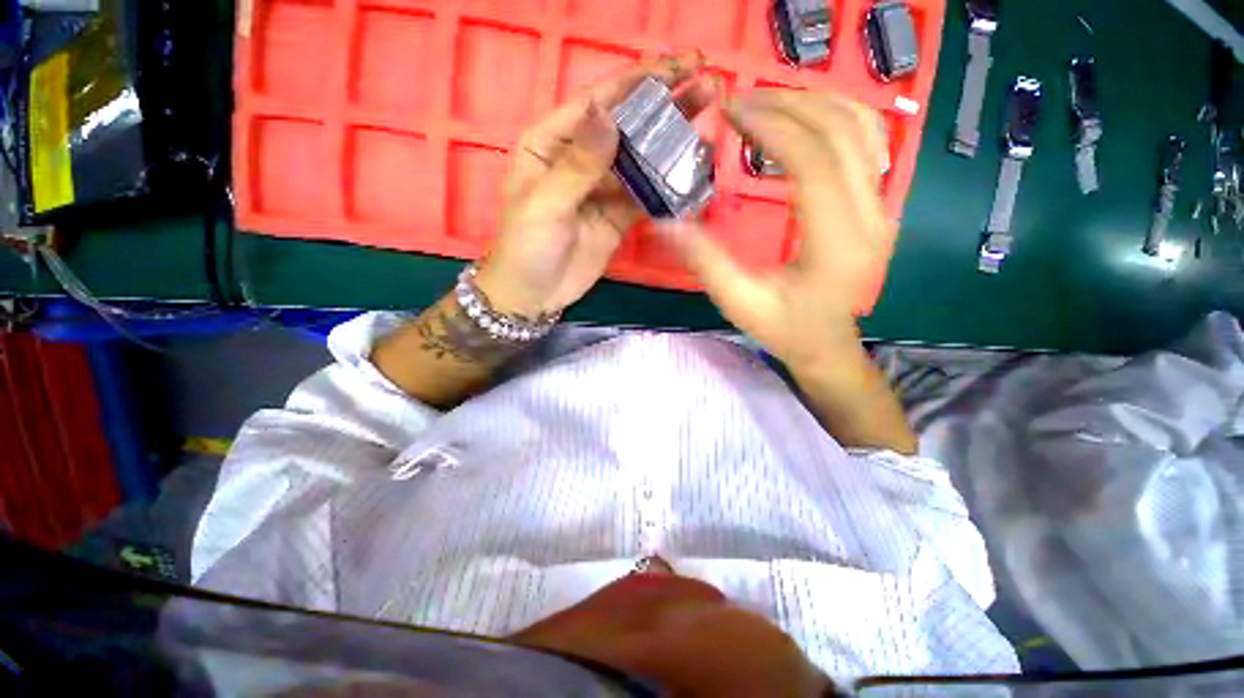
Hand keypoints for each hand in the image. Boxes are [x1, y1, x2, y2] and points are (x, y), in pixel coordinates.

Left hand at [475, 51, 717, 318]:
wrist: (535, 295)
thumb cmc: (526, 246)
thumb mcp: (544, 204)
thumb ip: (578, 164)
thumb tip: (609, 115)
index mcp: (551, 143)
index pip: (597, 103)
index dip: (636, 83)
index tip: (676, 66)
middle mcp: (580, 159)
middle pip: (625, 128)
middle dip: (663, 107)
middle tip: (705, 86)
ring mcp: (603, 189)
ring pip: (640, 161)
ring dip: (671, 144)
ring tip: (708, 124)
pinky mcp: (618, 217)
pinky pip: (645, 197)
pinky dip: (666, 188)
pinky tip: (692, 174)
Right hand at [660, 90, 890, 371]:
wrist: (827, 344)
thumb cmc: (785, 328)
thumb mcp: (739, 302)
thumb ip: (705, 262)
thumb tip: (665, 223)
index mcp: (838, 244)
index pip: (814, 163)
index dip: (773, 128)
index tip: (733, 113)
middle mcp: (872, 217)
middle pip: (842, 133)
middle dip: (789, 105)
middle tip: (742, 103)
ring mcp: (883, 207)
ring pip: (863, 128)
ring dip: (815, 103)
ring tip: (768, 105)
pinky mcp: (879, 204)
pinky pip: (869, 142)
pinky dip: (836, 117)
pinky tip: (803, 120)